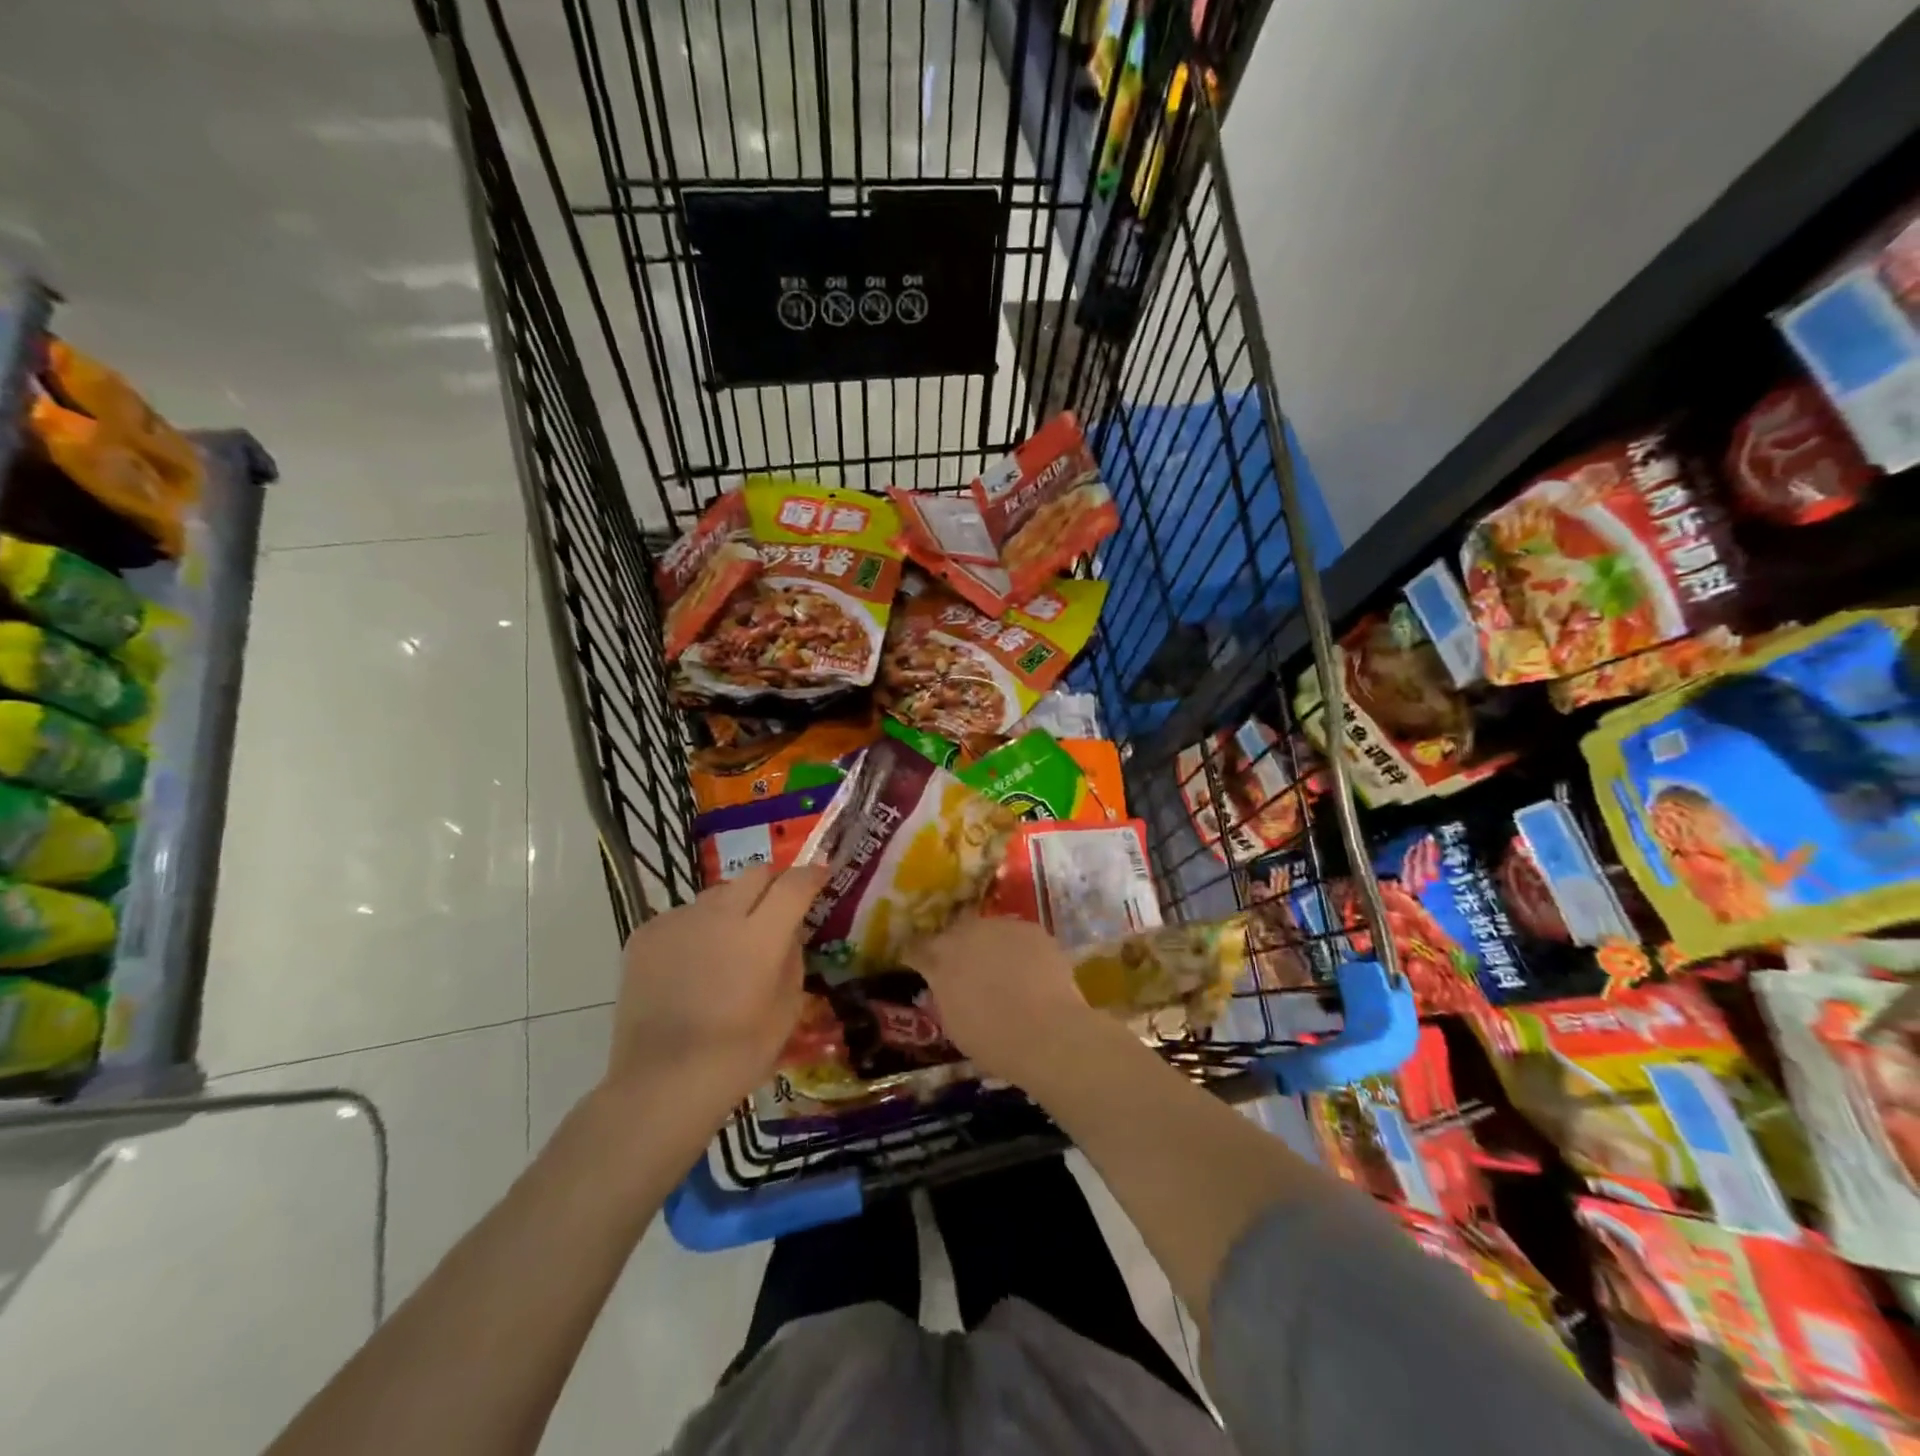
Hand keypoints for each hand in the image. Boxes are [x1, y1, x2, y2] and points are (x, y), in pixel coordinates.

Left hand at [602, 864, 828, 1125]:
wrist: (661, 1083)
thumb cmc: (737, 1054)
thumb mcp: (787, 1009)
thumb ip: (792, 958)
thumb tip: (788, 932)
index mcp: (761, 934)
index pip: (794, 884)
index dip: (811, 875)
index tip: (820, 875)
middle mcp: (719, 915)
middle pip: (754, 874)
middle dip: (772, 884)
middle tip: (775, 909)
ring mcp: (678, 921)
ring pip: (716, 894)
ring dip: (732, 908)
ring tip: (727, 943)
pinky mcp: (645, 935)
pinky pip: (682, 917)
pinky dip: (695, 929)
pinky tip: (690, 965)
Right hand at [904, 915, 1103, 1085]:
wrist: (1048, 1033)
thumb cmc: (993, 1040)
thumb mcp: (953, 1023)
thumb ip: (944, 995)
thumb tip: (944, 985)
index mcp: (941, 958)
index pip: (918, 948)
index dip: (918, 955)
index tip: (919, 963)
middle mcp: (968, 932)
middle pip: (954, 932)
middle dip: (955, 946)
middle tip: (964, 967)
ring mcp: (1002, 927)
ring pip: (988, 930)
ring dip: (989, 945)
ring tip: (1001, 968)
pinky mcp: (1032, 929)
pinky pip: (1018, 936)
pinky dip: (1018, 949)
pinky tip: (1028, 969)